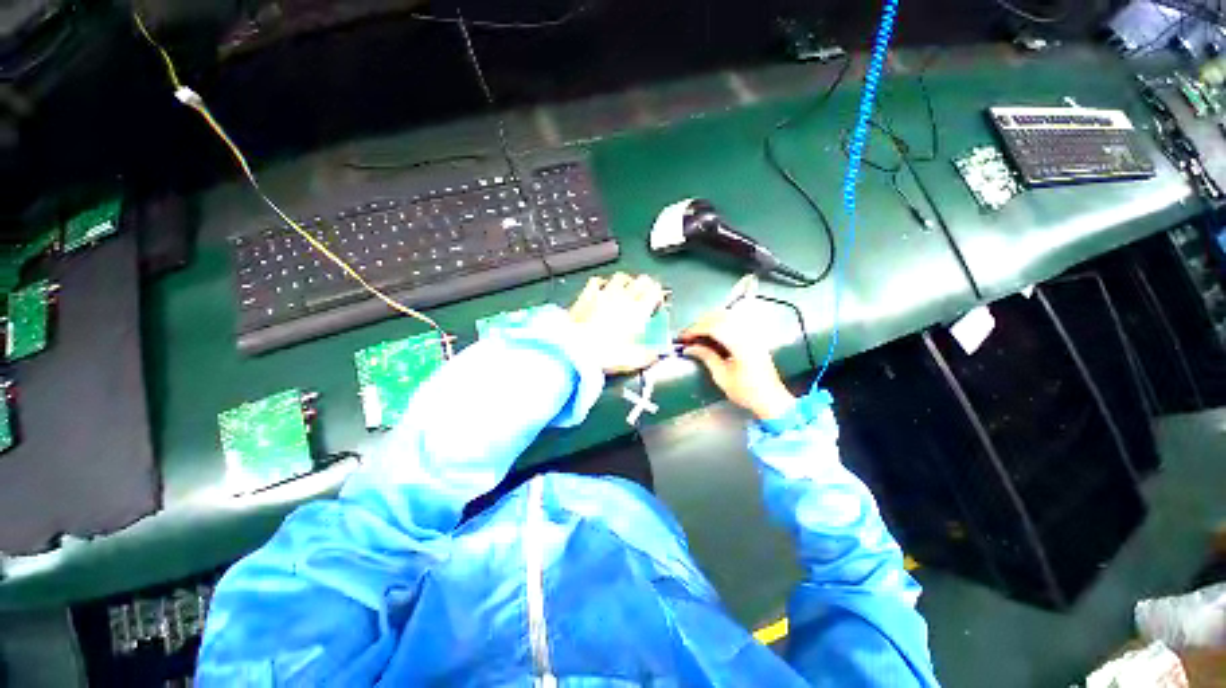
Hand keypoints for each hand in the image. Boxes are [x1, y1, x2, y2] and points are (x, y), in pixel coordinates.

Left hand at [570, 273, 665, 373]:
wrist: (575, 348)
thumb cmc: (605, 354)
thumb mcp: (633, 360)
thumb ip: (648, 356)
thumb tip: (655, 355)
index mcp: (639, 311)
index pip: (656, 291)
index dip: (659, 296)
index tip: (657, 304)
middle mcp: (624, 298)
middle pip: (642, 280)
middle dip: (646, 286)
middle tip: (645, 295)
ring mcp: (604, 294)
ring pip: (621, 276)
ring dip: (626, 281)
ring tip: (626, 289)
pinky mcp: (587, 295)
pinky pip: (597, 281)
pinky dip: (602, 282)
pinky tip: (602, 287)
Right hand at [680, 308, 795, 419]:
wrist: (770, 399)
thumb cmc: (745, 391)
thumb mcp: (721, 376)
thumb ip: (706, 357)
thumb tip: (689, 348)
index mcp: (740, 345)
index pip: (714, 327)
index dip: (696, 329)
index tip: (684, 337)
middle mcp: (748, 335)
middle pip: (721, 317)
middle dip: (701, 323)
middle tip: (689, 335)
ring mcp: (753, 334)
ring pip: (729, 316)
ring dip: (711, 320)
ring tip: (698, 332)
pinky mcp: (754, 337)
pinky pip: (736, 321)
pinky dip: (722, 322)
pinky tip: (713, 331)